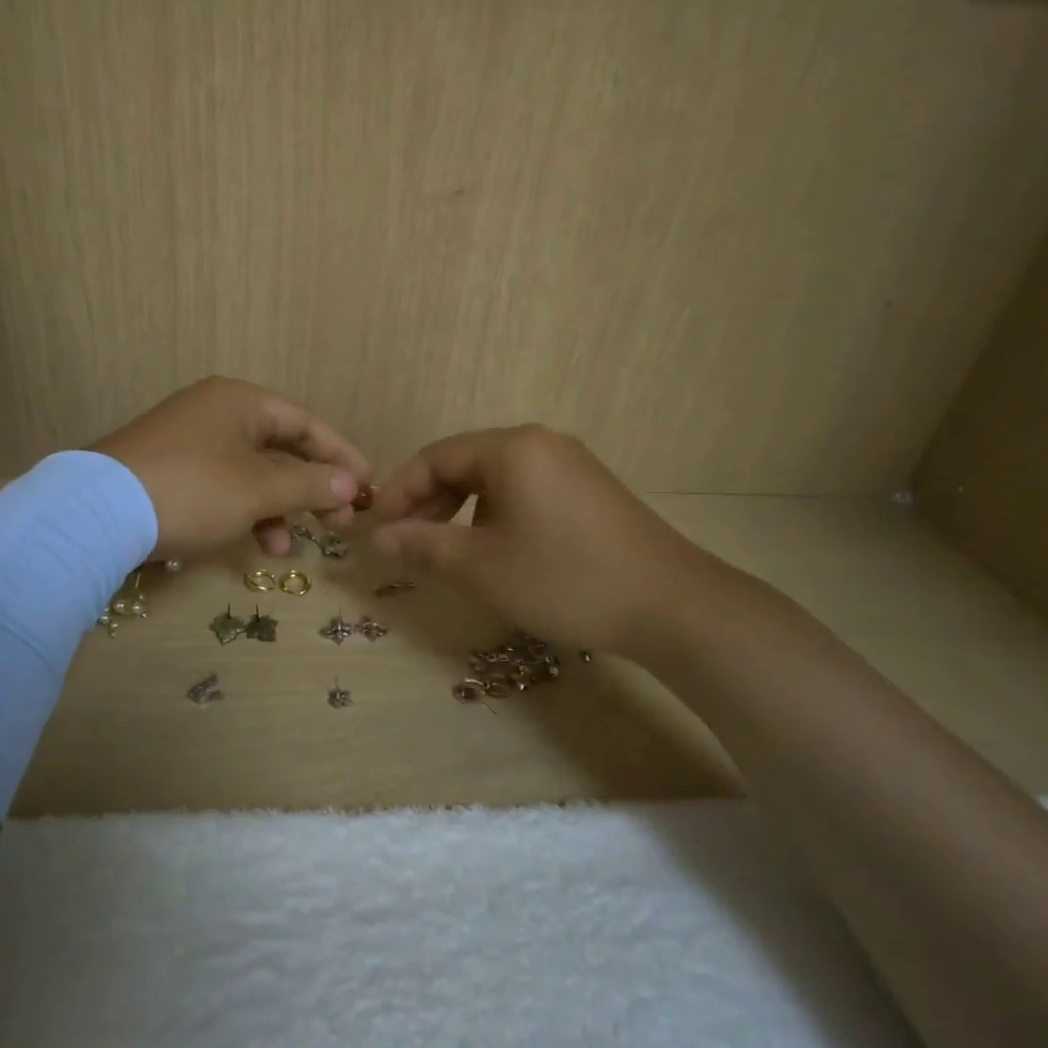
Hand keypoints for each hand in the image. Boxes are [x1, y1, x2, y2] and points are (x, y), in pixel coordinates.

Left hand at [93, 377, 369, 558]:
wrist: (96, 514)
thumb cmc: (193, 490)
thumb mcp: (259, 490)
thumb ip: (311, 485)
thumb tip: (353, 485)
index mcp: (241, 401)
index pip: (306, 423)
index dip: (341, 456)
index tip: (368, 488)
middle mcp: (215, 411)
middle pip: (280, 449)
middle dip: (310, 489)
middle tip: (339, 524)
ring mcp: (188, 440)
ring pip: (250, 472)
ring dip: (275, 509)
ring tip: (285, 547)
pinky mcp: (168, 470)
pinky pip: (221, 485)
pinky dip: (241, 511)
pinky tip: (250, 543)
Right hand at [368, 425, 716, 657]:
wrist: (671, 605)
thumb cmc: (564, 579)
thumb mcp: (481, 567)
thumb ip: (422, 546)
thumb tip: (378, 538)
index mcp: (511, 448)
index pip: (434, 458)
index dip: (399, 492)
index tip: (376, 528)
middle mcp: (539, 442)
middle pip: (464, 462)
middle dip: (428, 501)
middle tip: (406, 541)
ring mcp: (569, 463)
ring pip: (495, 477)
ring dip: (461, 508)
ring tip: (446, 548)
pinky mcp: (589, 487)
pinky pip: (525, 488)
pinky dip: (495, 512)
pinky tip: (495, 547)